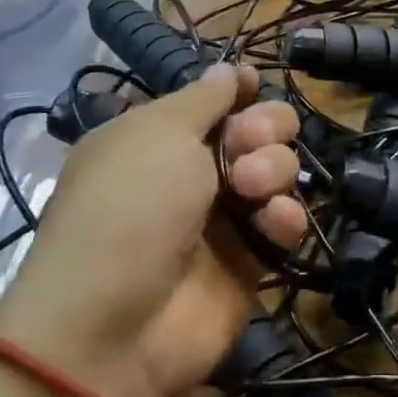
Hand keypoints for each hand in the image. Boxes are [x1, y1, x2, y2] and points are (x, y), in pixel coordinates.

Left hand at [0, 65, 306, 396]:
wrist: (114, 328)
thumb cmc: (129, 207)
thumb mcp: (158, 133)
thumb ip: (204, 98)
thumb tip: (228, 69)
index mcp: (159, 137)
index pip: (214, 100)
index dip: (240, 90)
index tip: (255, 85)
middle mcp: (193, 172)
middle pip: (257, 128)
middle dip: (264, 127)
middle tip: (247, 144)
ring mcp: (223, 217)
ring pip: (278, 170)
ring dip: (273, 169)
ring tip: (252, 189)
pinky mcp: (250, 259)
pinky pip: (284, 222)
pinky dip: (284, 217)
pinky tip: (273, 222)